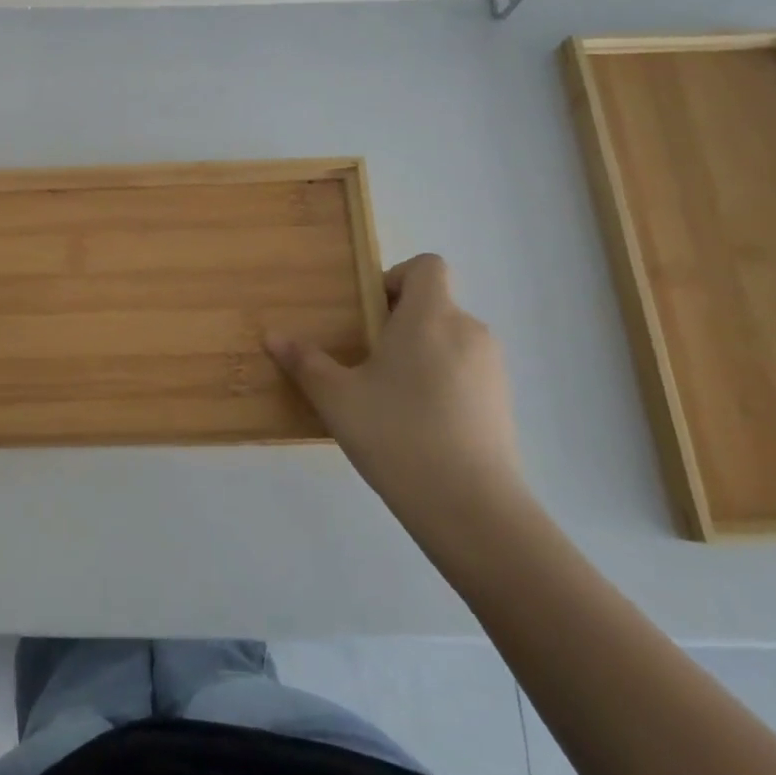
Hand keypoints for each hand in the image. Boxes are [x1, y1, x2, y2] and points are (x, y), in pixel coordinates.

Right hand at [266, 254, 525, 539]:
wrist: (472, 508)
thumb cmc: (398, 435)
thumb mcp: (338, 398)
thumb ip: (305, 362)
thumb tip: (272, 336)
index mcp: (430, 316)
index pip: (427, 266)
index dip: (396, 278)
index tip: (369, 314)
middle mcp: (468, 330)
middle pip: (434, 304)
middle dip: (399, 323)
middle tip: (366, 359)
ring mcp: (492, 368)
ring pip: (449, 340)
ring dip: (420, 353)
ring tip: (389, 396)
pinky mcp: (503, 402)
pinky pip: (466, 371)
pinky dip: (442, 381)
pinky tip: (418, 424)